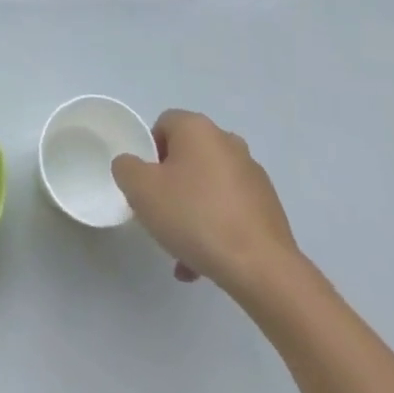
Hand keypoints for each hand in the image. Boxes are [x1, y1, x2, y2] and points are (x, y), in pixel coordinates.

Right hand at [112, 109, 303, 297]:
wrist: (261, 267)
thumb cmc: (194, 216)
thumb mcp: (140, 189)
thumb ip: (126, 168)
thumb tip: (132, 166)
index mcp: (198, 128)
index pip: (162, 124)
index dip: (148, 153)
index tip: (145, 184)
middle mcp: (227, 141)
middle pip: (185, 157)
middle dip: (169, 185)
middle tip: (159, 215)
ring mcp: (252, 174)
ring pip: (207, 187)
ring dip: (190, 211)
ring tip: (180, 250)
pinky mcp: (267, 205)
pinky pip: (228, 209)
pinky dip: (214, 228)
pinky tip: (203, 263)